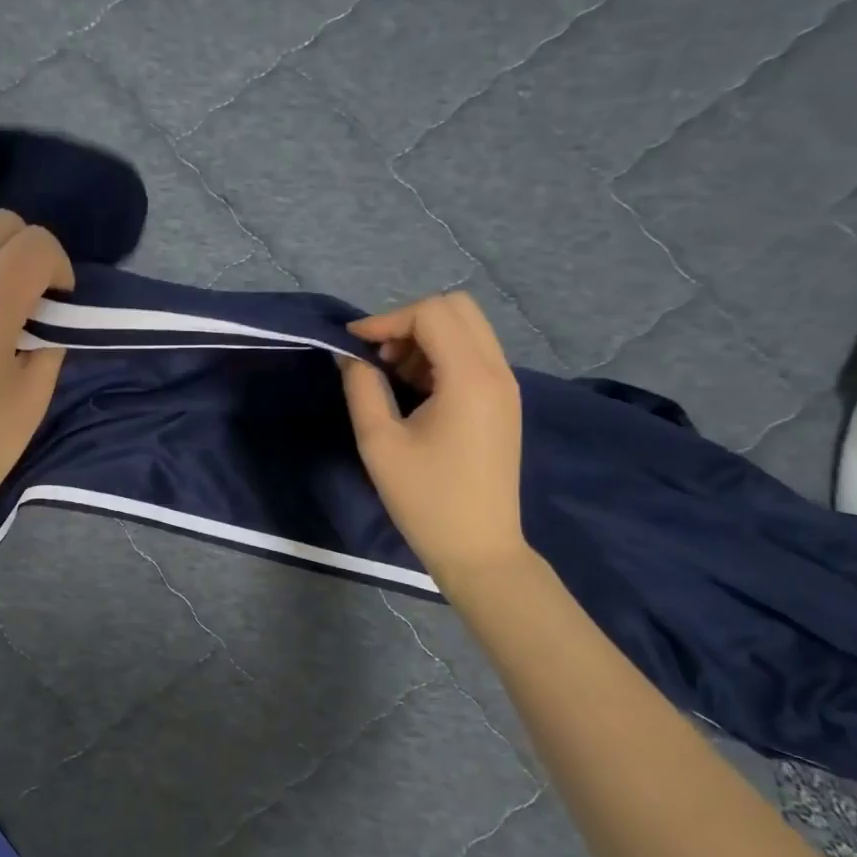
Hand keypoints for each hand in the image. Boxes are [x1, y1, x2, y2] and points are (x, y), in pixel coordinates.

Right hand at [338, 291, 527, 574]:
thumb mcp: (379, 442)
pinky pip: (474, 354)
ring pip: (467, 328)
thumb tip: (350, 356)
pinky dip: (441, 355)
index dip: (387, 319)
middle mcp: (497, 372)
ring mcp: (506, 386)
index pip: (432, 313)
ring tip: (392, 375)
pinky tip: (416, 389)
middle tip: (378, 356)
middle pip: (457, 308)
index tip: (353, 344)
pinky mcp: (504, 401)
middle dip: (410, 321)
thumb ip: (362, 387)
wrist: (478, 549)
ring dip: (426, 337)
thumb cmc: (425, 499)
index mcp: (470, 378)